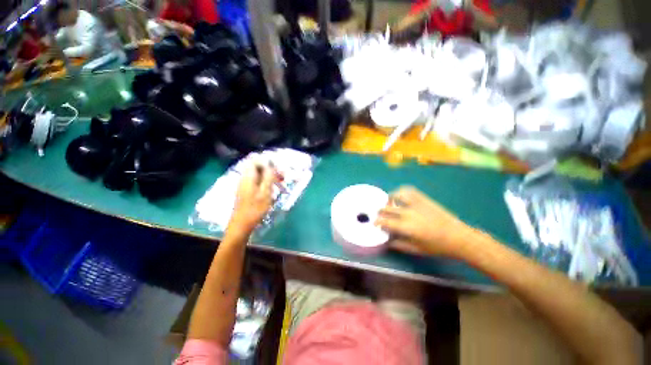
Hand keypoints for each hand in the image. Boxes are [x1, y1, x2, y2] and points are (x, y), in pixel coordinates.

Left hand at [228, 162, 277, 234]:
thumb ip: (268, 177)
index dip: (267, 162)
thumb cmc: (255, 209)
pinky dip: (266, 185)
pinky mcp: (247, 192)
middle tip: (282, 178)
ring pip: (259, 176)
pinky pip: (258, 183)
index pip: (255, 161)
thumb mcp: (265, 192)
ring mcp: (245, 186)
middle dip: (271, 171)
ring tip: (280, 186)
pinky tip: (273, 192)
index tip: (278, 169)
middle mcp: (245, 179)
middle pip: (258, 168)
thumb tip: (271, 164)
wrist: (241, 225)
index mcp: (248, 177)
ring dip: (270, 178)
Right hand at [375, 186, 472, 257]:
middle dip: (380, 211)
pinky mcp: (423, 199)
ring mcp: (416, 204)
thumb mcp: (416, 249)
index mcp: (406, 227)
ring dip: (389, 199)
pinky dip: (402, 191)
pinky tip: (400, 196)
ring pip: (397, 195)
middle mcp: (408, 213)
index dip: (377, 221)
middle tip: (379, 214)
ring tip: (389, 203)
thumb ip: (399, 245)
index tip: (374, 223)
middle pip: (387, 208)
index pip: (385, 221)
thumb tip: (387, 241)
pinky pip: (409, 191)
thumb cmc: (437, 246)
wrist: (458, 237)